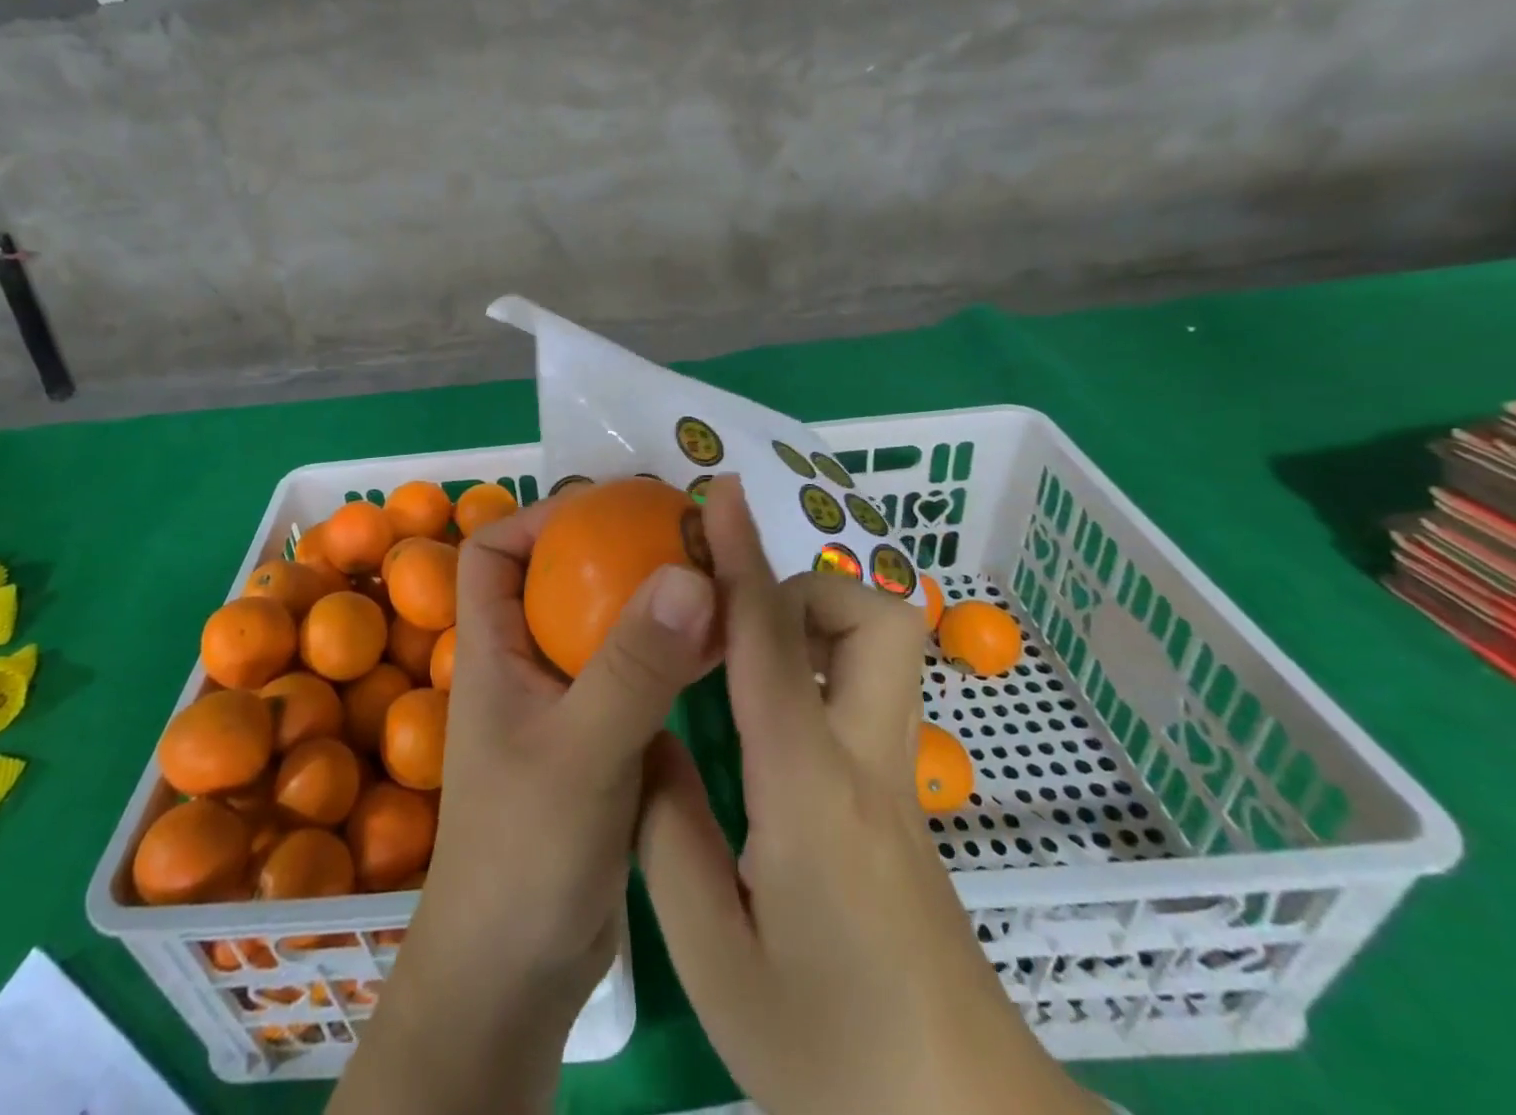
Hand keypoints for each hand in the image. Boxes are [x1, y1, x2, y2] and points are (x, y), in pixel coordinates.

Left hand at [330, 495, 720, 1114]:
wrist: (518, 975)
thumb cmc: (525, 853)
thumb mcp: (581, 752)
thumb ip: (633, 667)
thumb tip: (688, 572)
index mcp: (493, 650)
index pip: (492, 553)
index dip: (539, 518)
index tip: (606, 507)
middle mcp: (525, 665)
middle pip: (560, 581)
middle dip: (614, 550)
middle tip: (683, 532)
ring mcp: (564, 705)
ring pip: (606, 628)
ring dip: (653, 601)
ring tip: (716, 574)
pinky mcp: (600, 741)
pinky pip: (636, 676)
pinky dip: (674, 655)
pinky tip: (724, 645)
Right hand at [638, 476, 1101, 1114]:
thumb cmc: (832, 1057)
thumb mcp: (711, 954)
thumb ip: (667, 828)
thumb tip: (647, 737)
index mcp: (808, 788)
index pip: (772, 642)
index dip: (742, 556)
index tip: (723, 495)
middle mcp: (865, 763)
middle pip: (875, 619)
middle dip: (805, 588)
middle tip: (733, 624)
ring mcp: (896, 784)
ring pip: (883, 652)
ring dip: (815, 627)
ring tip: (741, 669)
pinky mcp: (903, 809)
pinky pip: (865, 698)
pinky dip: (817, 674)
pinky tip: (763, 729)